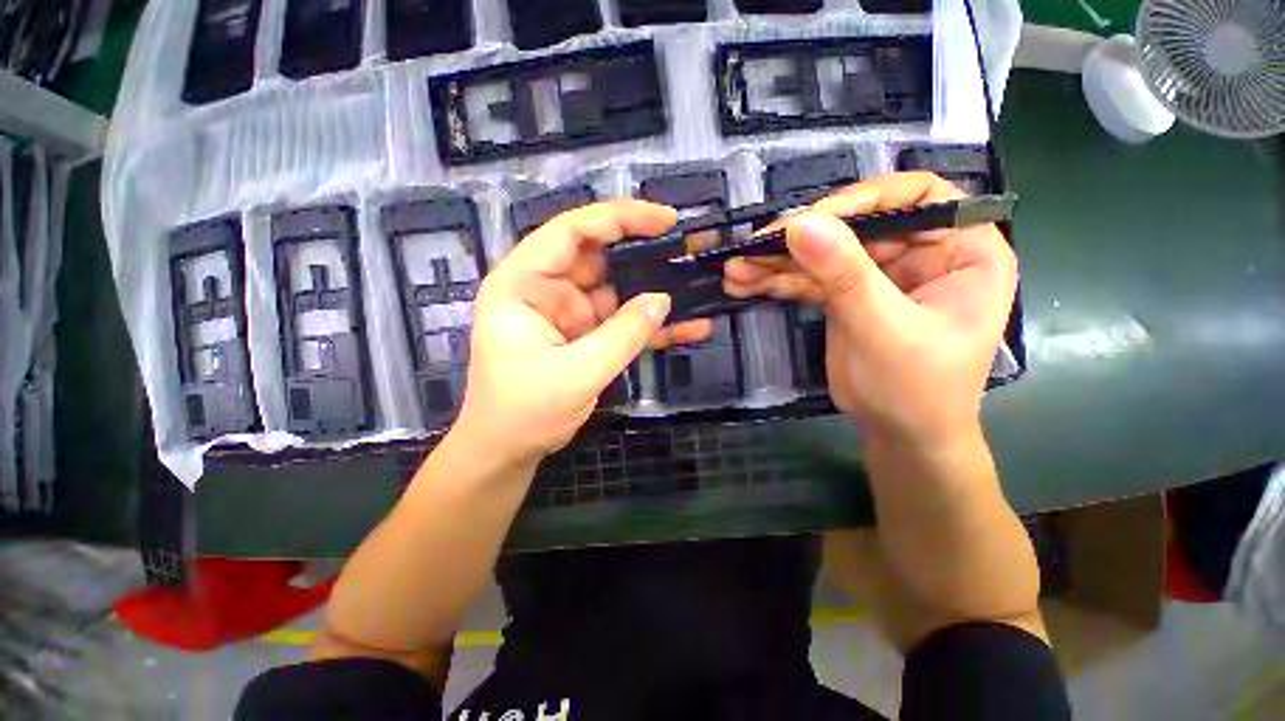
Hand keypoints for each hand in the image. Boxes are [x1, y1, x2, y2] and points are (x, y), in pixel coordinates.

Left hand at [454, 200, 712, 465]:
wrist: (509, 452)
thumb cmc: (524, 412)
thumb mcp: (575, 373)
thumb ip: (622, 336)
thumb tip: (663, 300)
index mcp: (523, 284)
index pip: (571, 233)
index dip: (618, 218)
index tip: (664, 219)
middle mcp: (547, 290)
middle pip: (599, 257)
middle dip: (644, 252)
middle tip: (689, 248)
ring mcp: (571, 314)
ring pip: (618, 290)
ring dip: (655, 290)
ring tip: (699, 283)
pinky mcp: (588, 337)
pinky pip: (624, 324)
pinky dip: (653, 327)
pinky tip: (690, 327)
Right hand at [724, 172, 1017, 446]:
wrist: (898, 435)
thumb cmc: (916, 390)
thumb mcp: (883, 330)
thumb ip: (845, 276)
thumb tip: (801, 224)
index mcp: (962, 249)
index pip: (916, 196)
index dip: (862, 199)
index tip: (809, 221)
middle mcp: (921, 252)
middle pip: (855, 225)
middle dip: (799, 239)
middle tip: (752, 249)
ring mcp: (879, 274)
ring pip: (824, 252)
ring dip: (777, 262)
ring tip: (735, 271)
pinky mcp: (847, 295)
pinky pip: (809, 279)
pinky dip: (776, 282)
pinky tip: (744, 285)